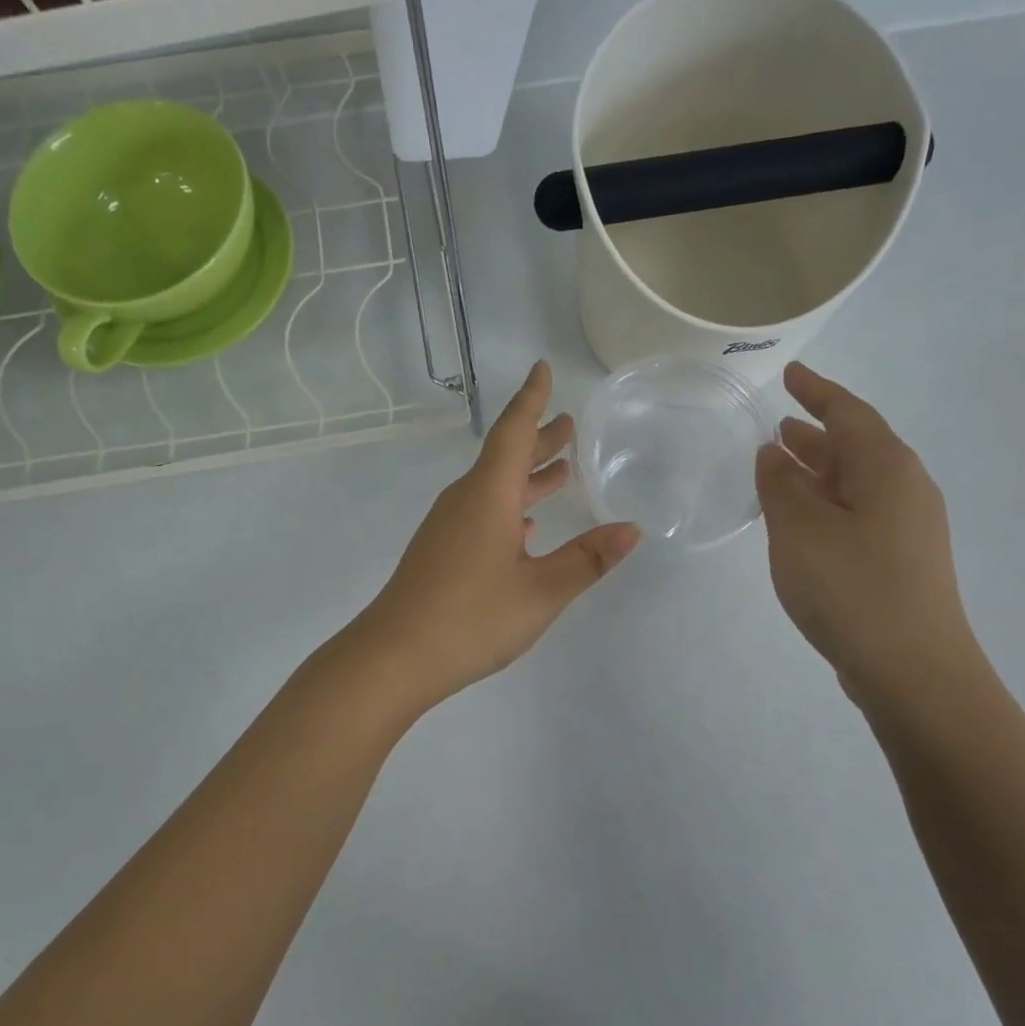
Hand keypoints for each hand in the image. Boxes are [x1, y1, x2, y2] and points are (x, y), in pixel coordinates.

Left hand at [354, 361, 639, 705]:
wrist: (394, 657)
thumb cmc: (471, 617)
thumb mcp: (541, 591)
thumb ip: (587, 559)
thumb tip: (631, 529)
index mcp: (488, 495)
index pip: (514, 432)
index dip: (531, 400)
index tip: (542, 368)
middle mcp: (465, 500)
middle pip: (505, 457)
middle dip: (539, 439)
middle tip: (568, 425)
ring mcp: (448, 527)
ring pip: (494, 486)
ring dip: (527, 475)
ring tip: (560, 471)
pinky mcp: (441, 551)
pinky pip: (482, 512)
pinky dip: (510, 507)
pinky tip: (527, 527)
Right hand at [755, 363, 980, 704]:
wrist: (913, 670)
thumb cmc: (851, 587)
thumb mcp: (800, 528)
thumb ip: (781, 483)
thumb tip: (775, 452)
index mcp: (887, 467)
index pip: (848, 412)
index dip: (816, 391)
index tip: (789, 375)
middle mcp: (906, 488)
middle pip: (856, 445)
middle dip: (816, 431)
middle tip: (776, 424)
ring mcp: (908, 527)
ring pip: (856, 481)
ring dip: (818, 469)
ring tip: (780, 463)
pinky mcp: (901, 560)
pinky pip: (858, 512)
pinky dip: (826, 502)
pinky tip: (801, 518)